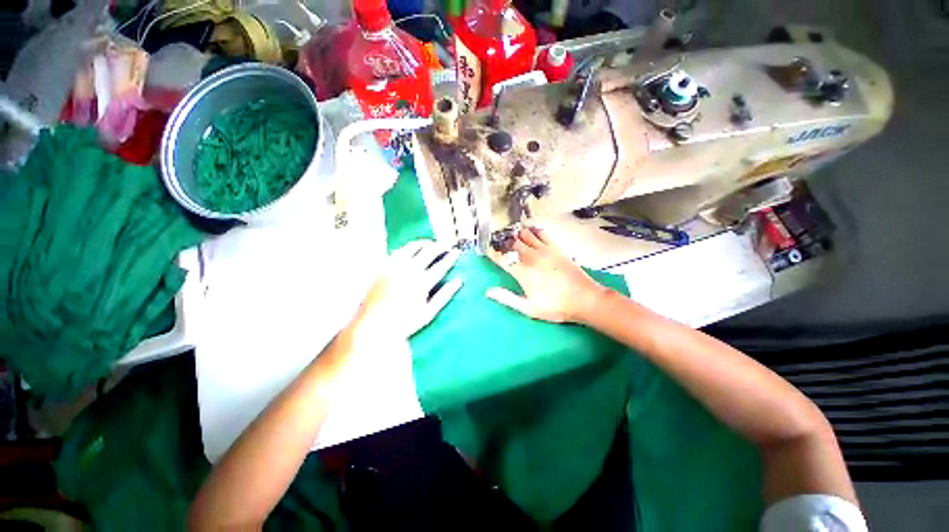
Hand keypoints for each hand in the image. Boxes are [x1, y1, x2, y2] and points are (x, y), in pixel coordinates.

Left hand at [353, 240, 462, 339]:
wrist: (374, 325)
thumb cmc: (404, 322)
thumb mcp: (429, 312)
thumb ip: (445, 295)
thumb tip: (458, 281)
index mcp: (422, 282)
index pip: (442, 265)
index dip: (451, 257)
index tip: (457, 252)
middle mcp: (409, 270)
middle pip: (429, 251)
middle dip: (440, 246)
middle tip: (446, 245)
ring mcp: (395, 266)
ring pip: (413, 246)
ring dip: (424, 243)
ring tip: (430, 244)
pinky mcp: (383, 266)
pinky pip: (398, 250)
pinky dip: (408, 247)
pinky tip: (411, 250)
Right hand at [486, 227, 609, 322]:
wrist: (585, 299)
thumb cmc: (556, 306)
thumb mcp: (529, 308)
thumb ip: (507, 298)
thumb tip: (489, 292)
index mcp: (523, 272)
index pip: (501, 258)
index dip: (492, 252)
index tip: (487, 250)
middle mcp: (531, 257)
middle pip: (512, 242)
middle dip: (502, 242)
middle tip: (498, 243)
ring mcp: (545, 250)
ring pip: (525, 234)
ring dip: (516, 234)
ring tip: (511, 236)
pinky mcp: (556, 248)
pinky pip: (542, 233)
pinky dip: (534, 230)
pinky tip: (531, 231)